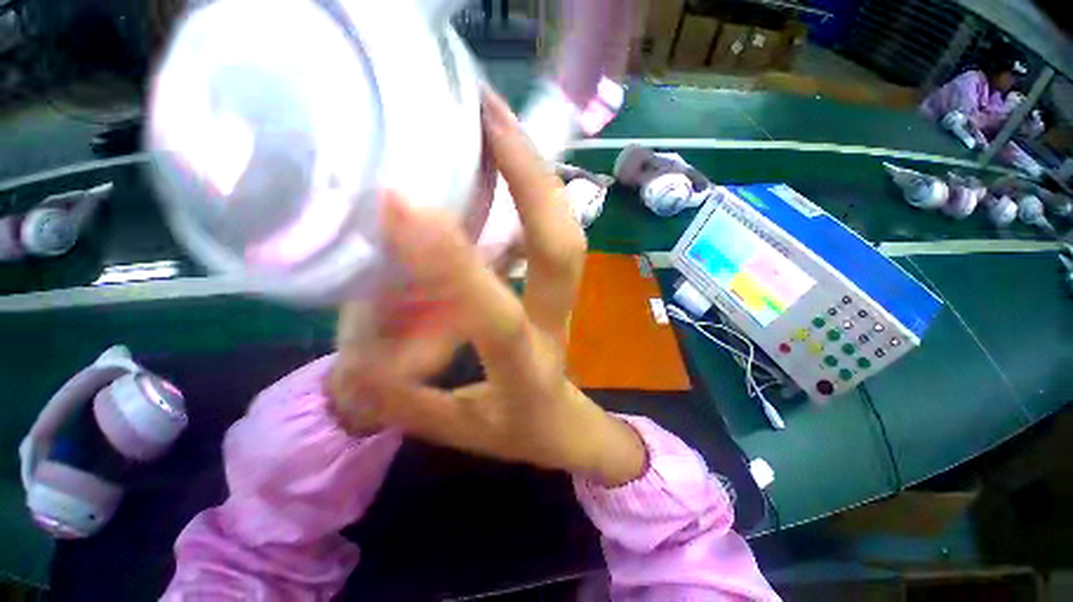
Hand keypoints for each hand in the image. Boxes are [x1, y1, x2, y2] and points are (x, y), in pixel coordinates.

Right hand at [329, 91, 645, 486]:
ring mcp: (565, 302)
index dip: (453, 265)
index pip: (497, 315)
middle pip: (561, 248)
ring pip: (567, 233)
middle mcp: (554, 324)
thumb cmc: (517, 432)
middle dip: (531, 181)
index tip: (399, 205)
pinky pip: (553, 234)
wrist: (566, 428)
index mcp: (528, 369)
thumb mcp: (459, 431)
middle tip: (488, 116)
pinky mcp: (562, 291)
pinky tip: (508, 161)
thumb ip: (406, 402)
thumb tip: (354, 364)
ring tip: (498, 118)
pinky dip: (536, 193)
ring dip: (538, 174)